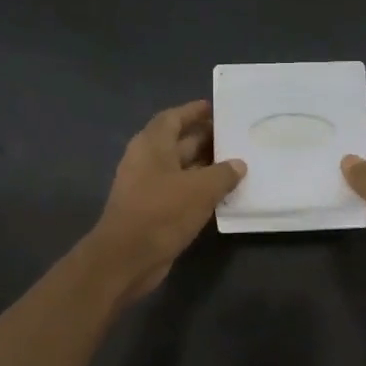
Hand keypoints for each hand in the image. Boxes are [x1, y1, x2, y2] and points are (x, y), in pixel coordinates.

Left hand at [89, 100, 244, 302]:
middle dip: (205, 138)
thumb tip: (238, 164)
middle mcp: (147, 161)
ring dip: (205, 165)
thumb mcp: (200, 189)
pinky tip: (222, 193)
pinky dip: (199, 188)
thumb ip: (223, 173)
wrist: (126, 258)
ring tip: (236, 163)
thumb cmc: (162, 212)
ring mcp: (147, 187)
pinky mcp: (152, 210)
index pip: (173, 118)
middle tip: (235, 136)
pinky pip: (180, 191)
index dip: (193, 111)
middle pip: (178, 142)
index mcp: (152, 145)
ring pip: (181, 168)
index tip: (215, 108)